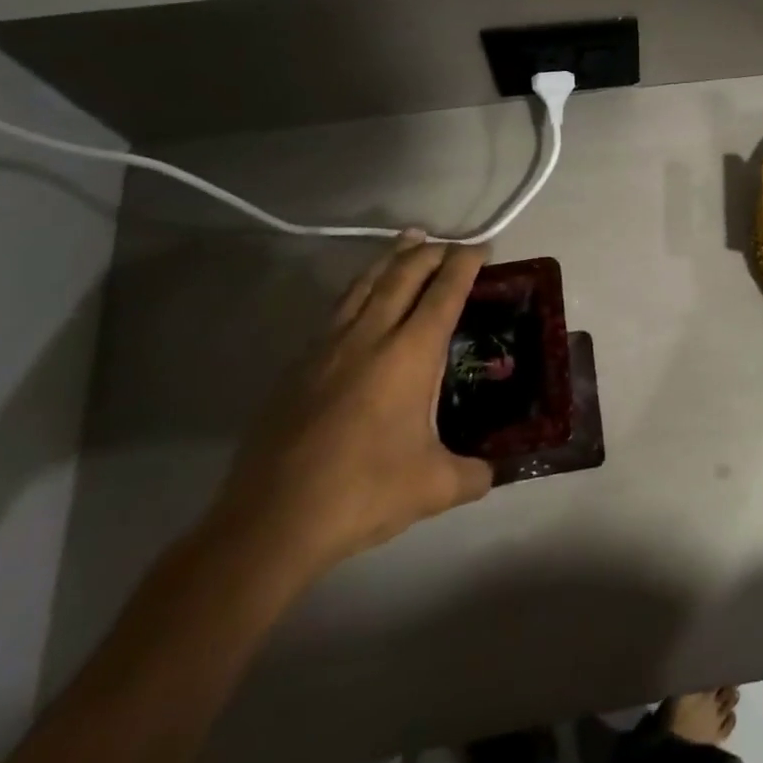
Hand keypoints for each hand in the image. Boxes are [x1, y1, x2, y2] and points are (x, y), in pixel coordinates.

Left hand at [208, 237, 494, 580]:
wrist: (271, 521)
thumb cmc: (363, 493)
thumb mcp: (434, 487)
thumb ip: (472, 474)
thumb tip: (491, 473)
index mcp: (409, 355)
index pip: (444, 293)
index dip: (465, 265)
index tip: (481, 248)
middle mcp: (369, 337)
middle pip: (402, 275)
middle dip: (429, 253)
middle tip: (449, 244)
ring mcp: (327, 348)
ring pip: (364, 284)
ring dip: (390, 258)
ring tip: (407, 241)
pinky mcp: (298, 366)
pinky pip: (337, 310)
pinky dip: (360, 290)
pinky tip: (362, 299)